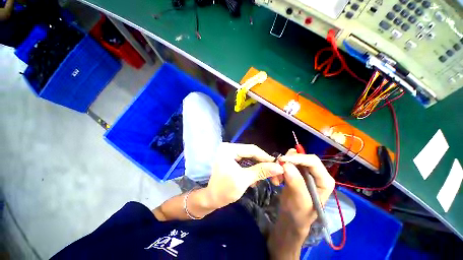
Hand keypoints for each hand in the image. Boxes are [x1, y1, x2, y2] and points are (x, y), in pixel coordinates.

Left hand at [206, 143, 283, 208]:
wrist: (208, 200)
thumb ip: (260, 171)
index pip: (252, 149)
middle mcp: (229, 148)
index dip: (266, 157)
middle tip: (275, 174)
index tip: (278, 165)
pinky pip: (244, 162)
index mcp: (229, 149)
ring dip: (258, 168)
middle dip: (263, 164)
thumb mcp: (243, 180)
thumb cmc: (223, 190)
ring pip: (249, 158)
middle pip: (251, 153)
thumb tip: (279, 167)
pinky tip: (255, 179)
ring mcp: (229, 154)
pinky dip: (251, 170)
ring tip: (265, 178)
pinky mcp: (230, 161)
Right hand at [278, 149, 334, 234]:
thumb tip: (286, 165)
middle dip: (288, 162)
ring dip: (282, 166)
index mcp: (324, 180)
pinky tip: (276, 180)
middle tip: (277, 171)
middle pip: (301, 157)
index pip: (313, 161)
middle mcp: (315, 173)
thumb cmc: (300, 215)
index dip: (297, 158)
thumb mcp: (300, 202)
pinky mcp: (295, 172)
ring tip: (277, 178)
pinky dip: (279, 169)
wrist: (290, 219)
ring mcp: (304, 172)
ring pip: (292, 159)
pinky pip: (286, 164)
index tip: (281, 160)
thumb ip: (296, 183)